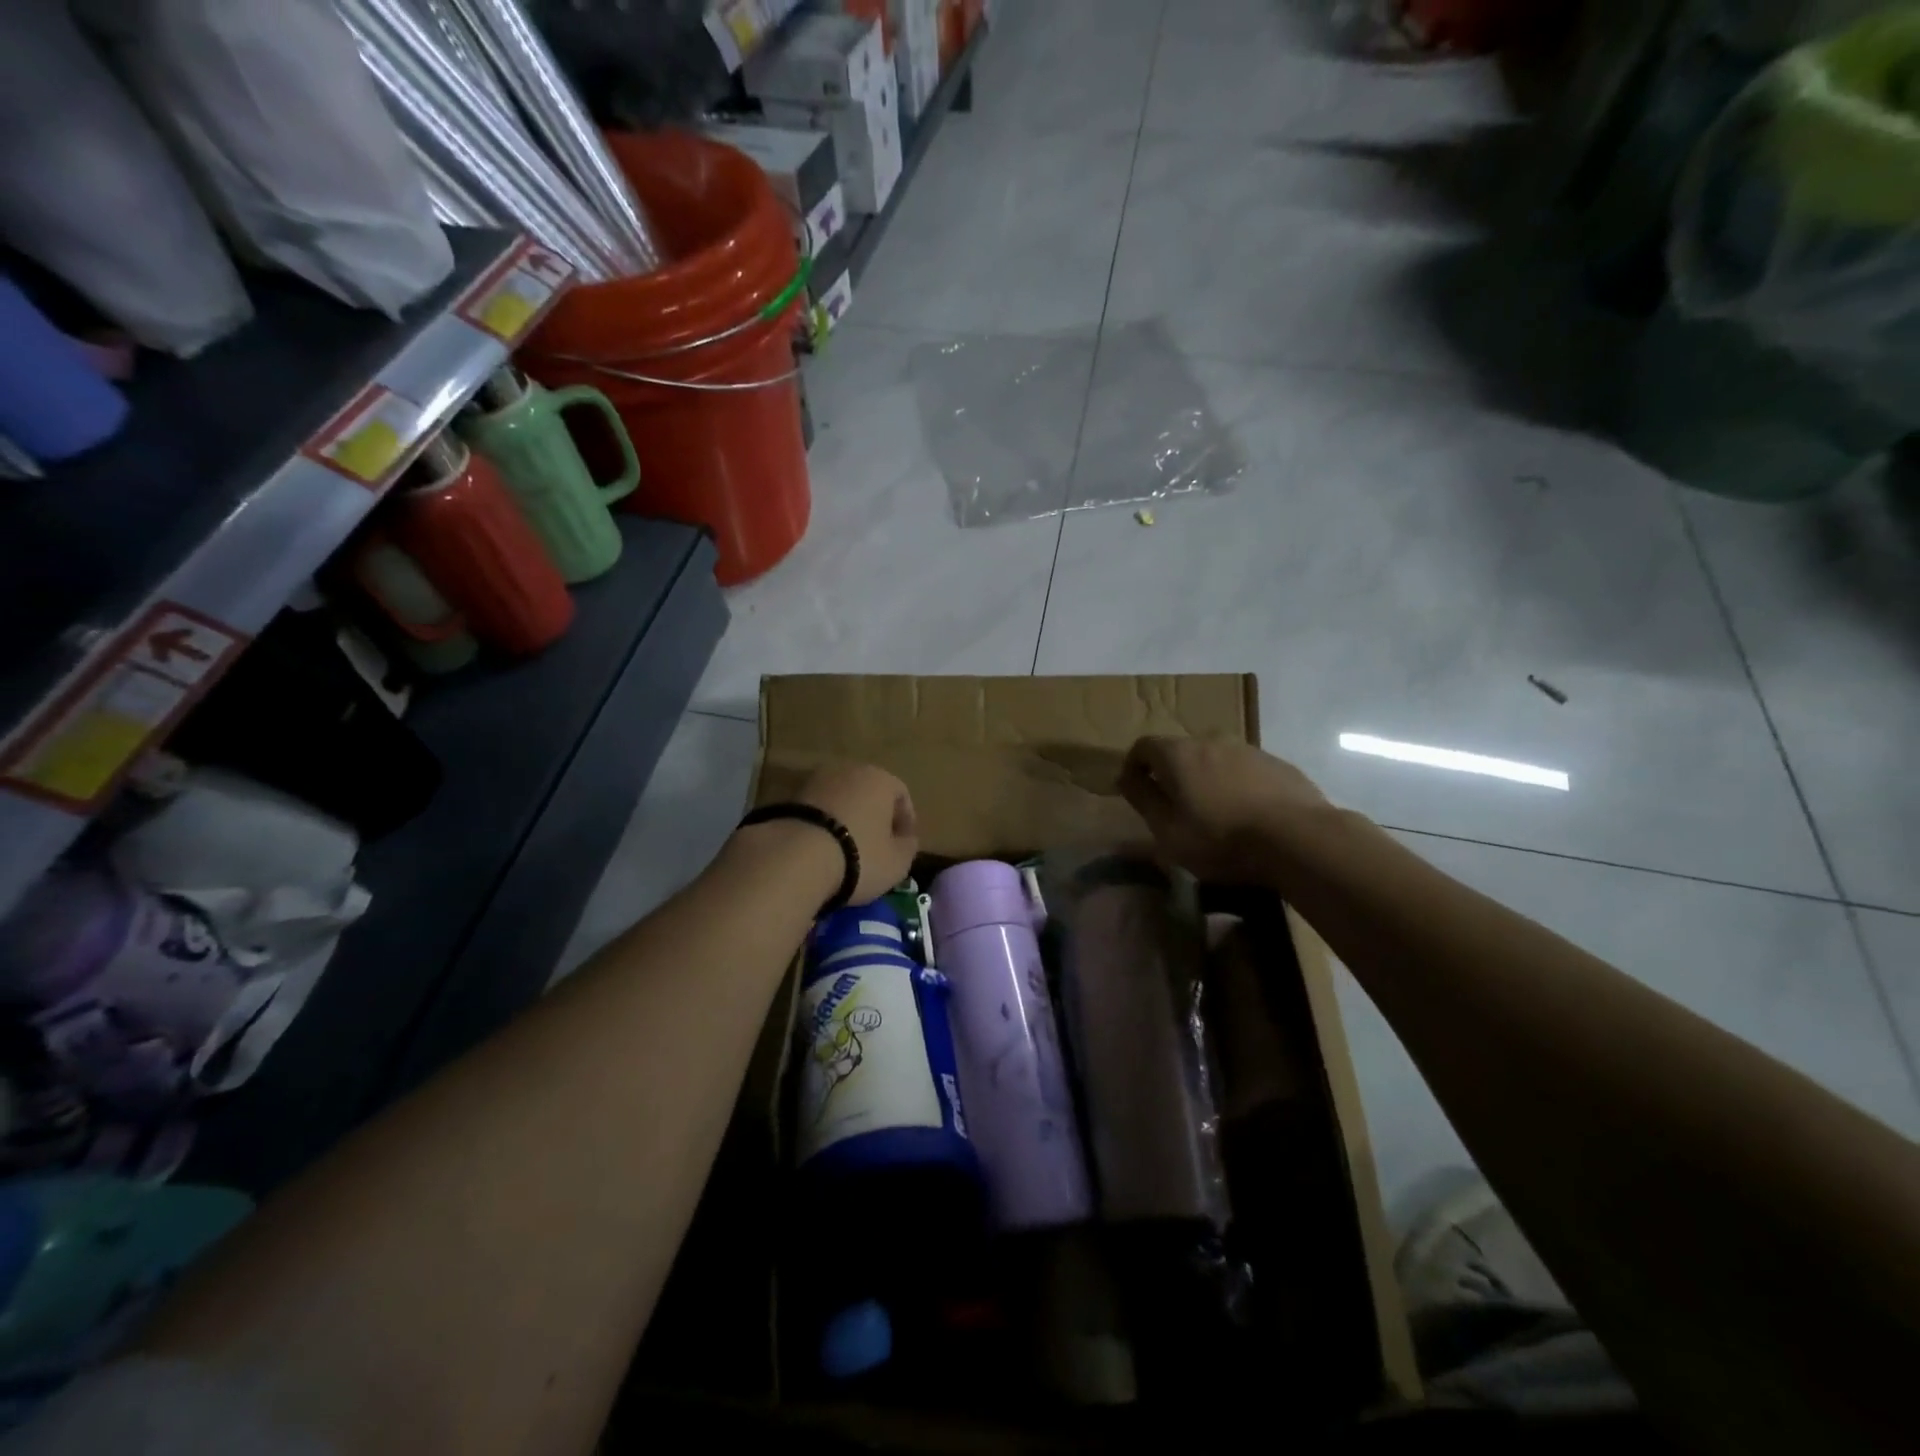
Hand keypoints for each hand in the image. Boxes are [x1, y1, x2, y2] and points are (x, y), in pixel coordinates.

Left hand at [795, 763, 918, 904]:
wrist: (795, 857)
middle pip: (868, 793)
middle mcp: (849, 770)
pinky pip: (817, 811)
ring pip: (841, 800)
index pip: (901, 794)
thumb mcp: (897, 862)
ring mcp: (815, 780)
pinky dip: (823, 826)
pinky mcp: (788, 797)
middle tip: (876, 846)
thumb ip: (908, 847)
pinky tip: (822, 849)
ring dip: (847, 819)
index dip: (906, 821)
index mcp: (880, 779)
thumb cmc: (859, 856)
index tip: (904, 845)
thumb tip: (906, 840)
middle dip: (874, 817)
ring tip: (846, 850)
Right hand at [1118, 736, 1330, 883]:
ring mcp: (1248, 749)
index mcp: (1178, 754)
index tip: (1135, 791)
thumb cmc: (1222, 838)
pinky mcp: (1277, 764)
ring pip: (1215, 759)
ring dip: (1206, 779)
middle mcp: (1211, 740)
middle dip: (1172, 774)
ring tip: (1214, 812)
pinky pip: (1244, 770)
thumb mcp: (1168, 829)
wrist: (1299, 838)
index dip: (1134, 766)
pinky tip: (1247, 814)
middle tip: (1174, 806)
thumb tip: (1126, 777)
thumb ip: (1143, 799)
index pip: (1143, 746)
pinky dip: (1236, 785)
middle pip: (1180, 751)